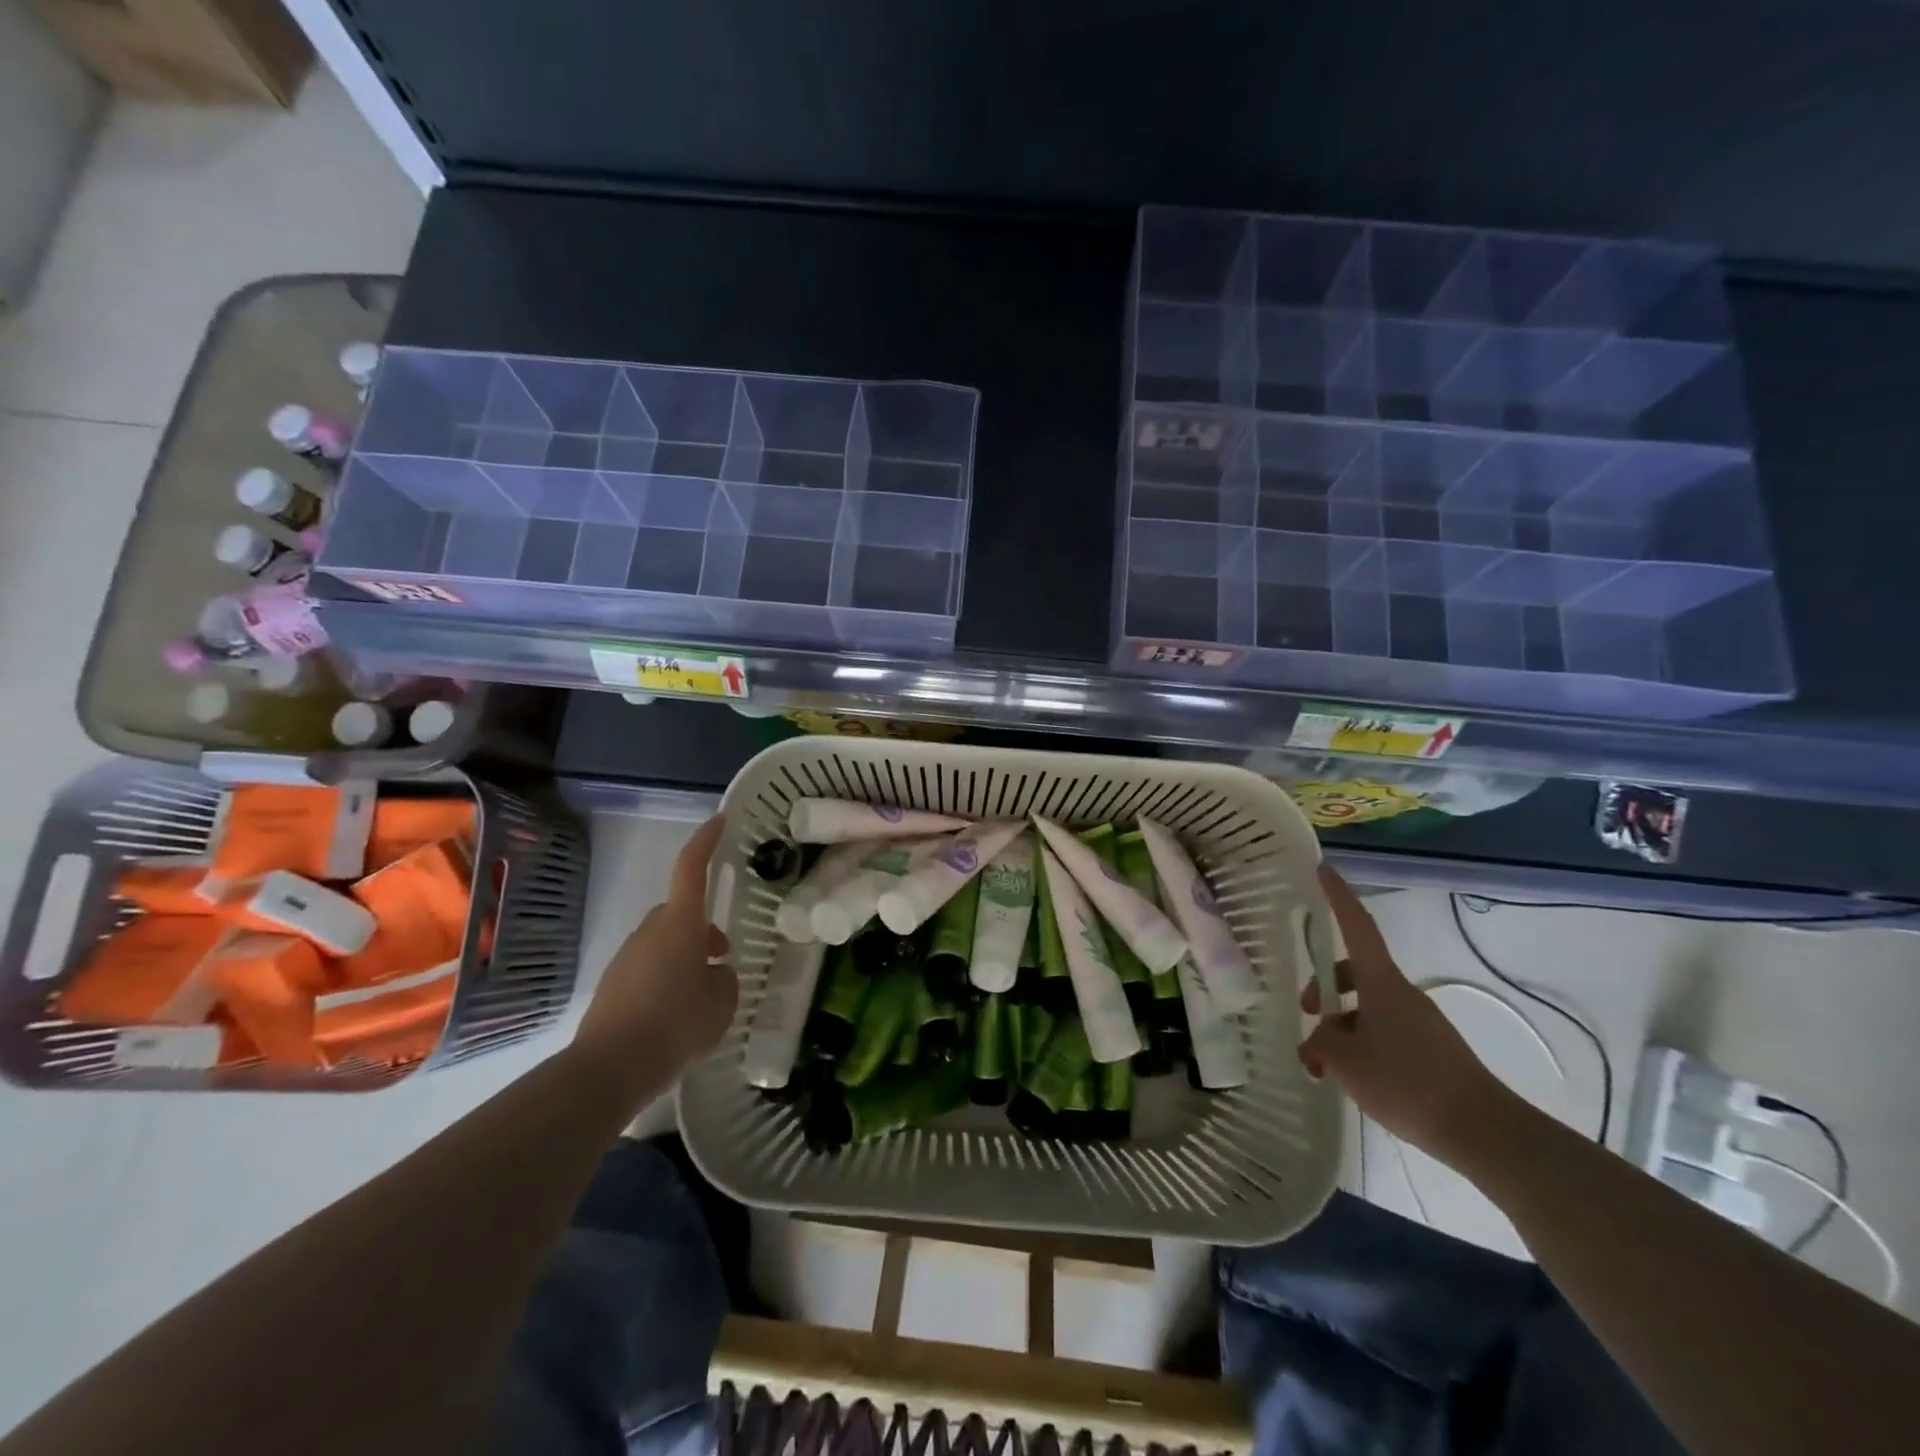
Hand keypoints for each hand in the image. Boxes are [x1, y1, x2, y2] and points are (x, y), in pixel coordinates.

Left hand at [574, 814, 736, 1079]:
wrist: (609, 1069)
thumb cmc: (676, 1025)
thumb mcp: (722, 1003)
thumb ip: (725, 981)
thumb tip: (715, 976)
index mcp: (680, 924)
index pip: (692, 868)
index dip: (707, 841)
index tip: (720, 821)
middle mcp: (650, 932)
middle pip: (680, 912)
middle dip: (702, 926)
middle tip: (723, 955)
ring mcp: (627, 957)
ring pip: (664, 942)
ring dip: (685, 956)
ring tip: (703, 996)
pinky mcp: (612, 985)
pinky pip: (647, 968)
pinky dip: (665, 979)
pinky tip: (676, 1014)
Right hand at [1301, 865, 1517, 1166]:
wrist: (1483, 1131)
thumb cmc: (1407, 1083)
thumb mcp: (1346, 1062)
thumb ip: (1320, 1042)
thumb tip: (1318, 1039)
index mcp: (1382, 983)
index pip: (1357, 926)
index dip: (1338, 896)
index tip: (1322, 868)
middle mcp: (1401, 993)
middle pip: (1355, 971)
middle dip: (1325, 984)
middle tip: (1307, 1012)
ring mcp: (1418, 1021)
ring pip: (1367, 1006)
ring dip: (1341, 1024)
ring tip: (1325, 1064)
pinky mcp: (1429, 1050)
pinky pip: (1383, 1031)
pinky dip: (1361, 1045)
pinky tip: (1352, 1079)